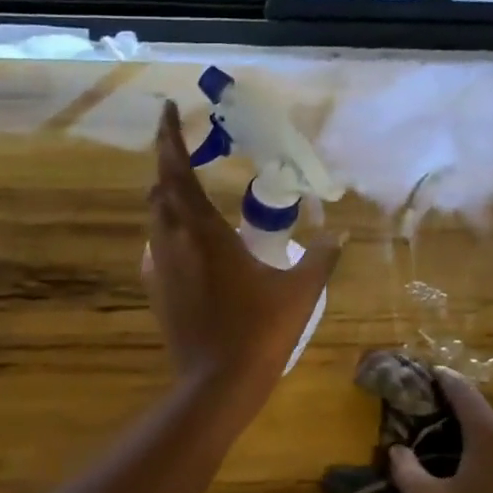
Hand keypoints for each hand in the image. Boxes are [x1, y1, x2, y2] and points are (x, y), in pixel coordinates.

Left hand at [143, 102, 340, 397]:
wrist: (216, 384)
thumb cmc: (259, 332)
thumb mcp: (300, 292)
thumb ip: (320, 258)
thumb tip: (337, 235)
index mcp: (202, 231)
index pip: (176, 169)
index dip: (168, 136)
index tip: (166, 108)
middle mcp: (173, 242)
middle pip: (159, 190)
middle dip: (168, 163)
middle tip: (186, 148)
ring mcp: (160, 269)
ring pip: (155, 220)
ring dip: (167, 198)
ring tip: (189, 191)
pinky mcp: (156, 292)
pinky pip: (157, 249)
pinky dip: (168, 234)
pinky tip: (188, 244)